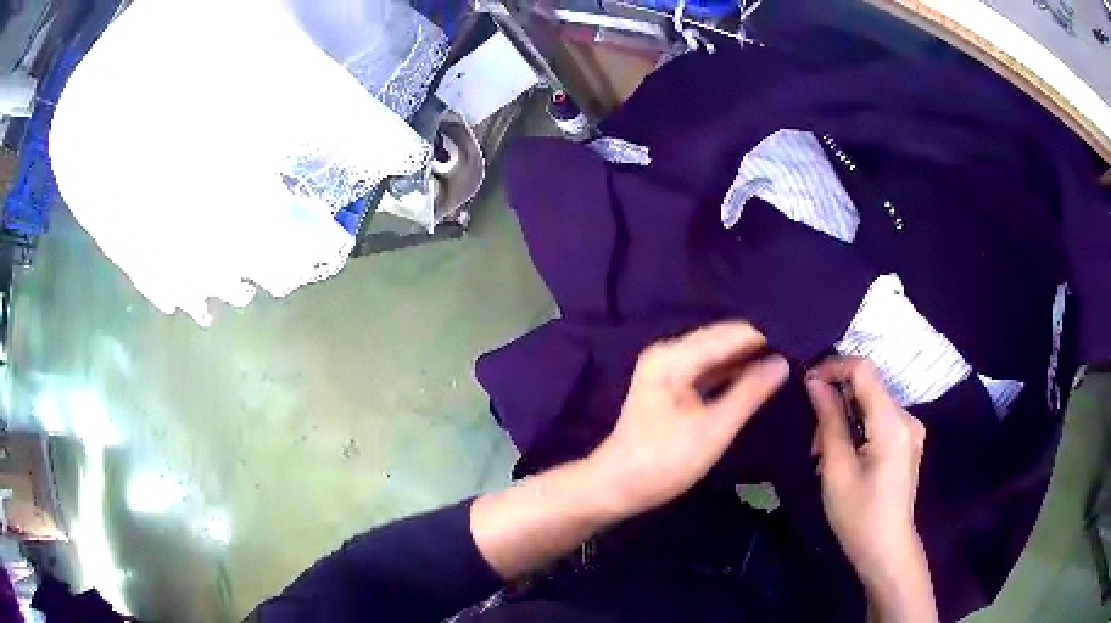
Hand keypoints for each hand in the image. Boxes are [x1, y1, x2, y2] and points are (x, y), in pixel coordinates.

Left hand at [586, 321, 788, 517]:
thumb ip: (749, 393)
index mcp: (675, 357)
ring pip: (717, 353)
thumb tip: (782, 363)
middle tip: (798, 348)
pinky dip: (731, 371)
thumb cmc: (663, 462)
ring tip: (786, 358)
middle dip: (758, 343)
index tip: (801, 338)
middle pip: (723, 338)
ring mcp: (667, 368)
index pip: (732, 333)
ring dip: (746, 357)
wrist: (615, 487)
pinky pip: (707, 368)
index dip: (766, 335)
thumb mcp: (713, 430)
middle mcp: (669, 352)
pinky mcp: (670, 385)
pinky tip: (756, 374)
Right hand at [806, 357, 937, 621]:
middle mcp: (907, 417)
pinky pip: (879, 420)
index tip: (806, 383)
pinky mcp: (907, 441)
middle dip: (836, 403)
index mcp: (893, 423)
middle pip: (868, 388)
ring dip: (845, 419)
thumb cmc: (859, 515)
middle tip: (814, 441)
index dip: (834, 366)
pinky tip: (845, 456)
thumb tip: (814, 381)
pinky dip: (857, 429)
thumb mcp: (837, 469)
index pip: (864, 370)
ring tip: (825, 456)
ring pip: (871, 404)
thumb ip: (829, 420)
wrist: (886, 549)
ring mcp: (910, 429)